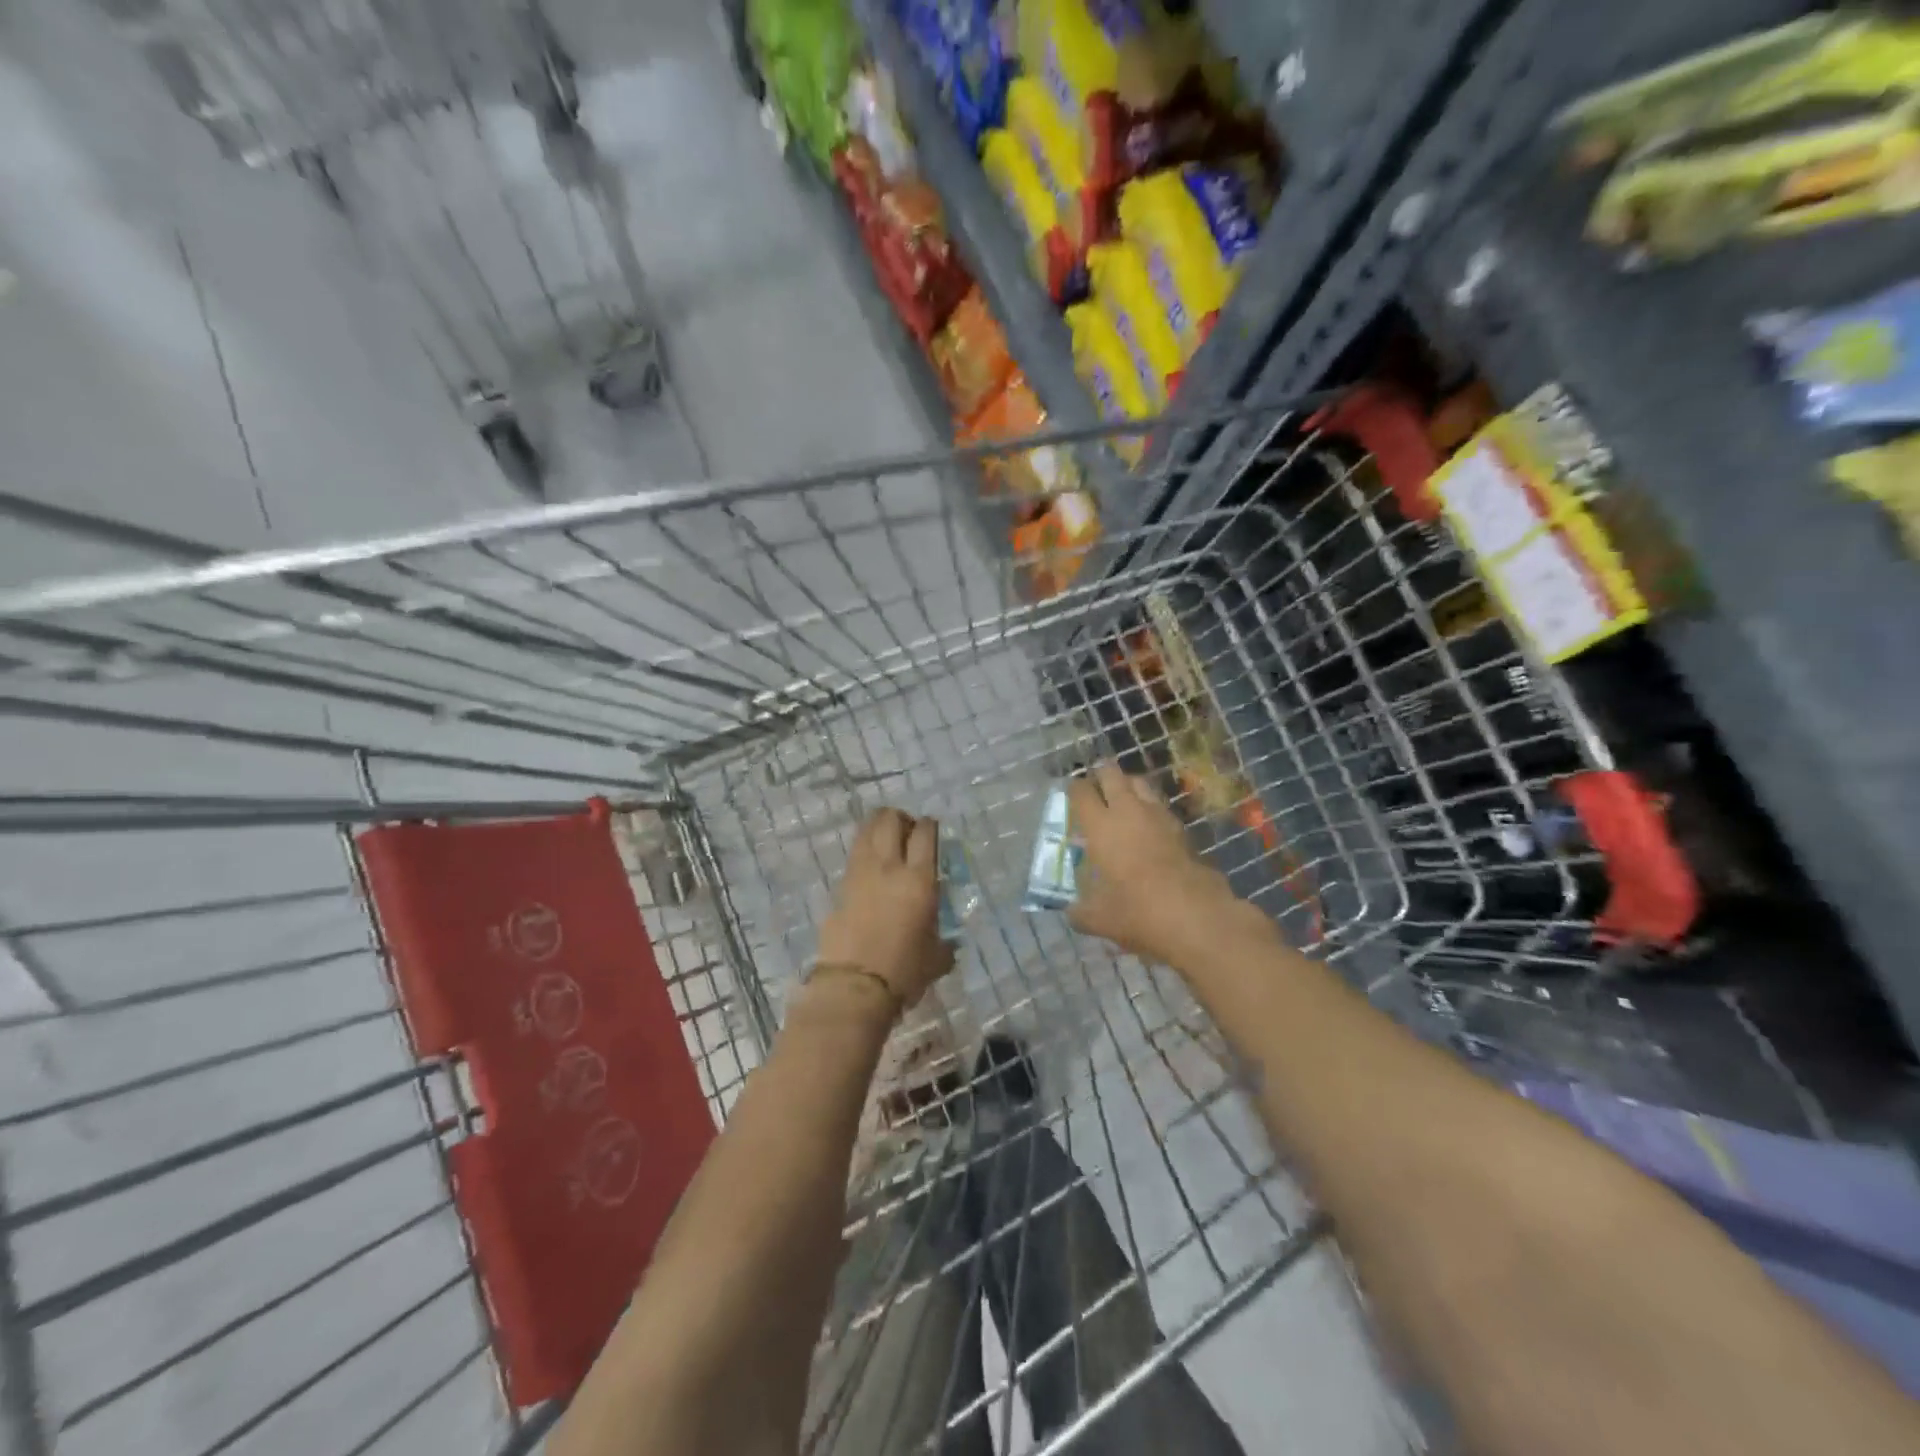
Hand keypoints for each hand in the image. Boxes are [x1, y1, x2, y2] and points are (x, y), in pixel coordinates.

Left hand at [814, 809, 954, 1008]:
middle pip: (890, 820)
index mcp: (919, 880)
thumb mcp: (937, 958)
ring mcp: (860, 873)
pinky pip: (854, 855)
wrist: (855, 987)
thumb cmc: (904, 972)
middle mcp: (889, 867)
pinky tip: (870, 865)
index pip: (925, 834)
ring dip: (877, 827)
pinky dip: (863, 850)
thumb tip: (947, 942)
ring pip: (866, 830)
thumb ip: (944, 942)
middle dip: (900, 818)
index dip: (930, 825)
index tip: (932, 829)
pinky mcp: (840, 887)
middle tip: (907, 830)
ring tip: (886, 839)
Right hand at [1067, 764, 1246, 964]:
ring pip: (1140, 783)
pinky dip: (1149, 806)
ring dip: (1128, 785)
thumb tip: (1072, 912)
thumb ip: (1080, 912)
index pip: (1081, 792)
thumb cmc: (1137, 910)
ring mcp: (1158, 815)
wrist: (1195, 914)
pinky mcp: (1181, 827)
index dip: (1074, 789)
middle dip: (1101, 774)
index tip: (1071, 794)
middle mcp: (1127, 811)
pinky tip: (1147, 824)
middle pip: (1112, 774)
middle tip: (1095, 785)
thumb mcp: (1099, 919)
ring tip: (1122, 798)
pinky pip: (1159, 805)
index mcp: (1100, 826)